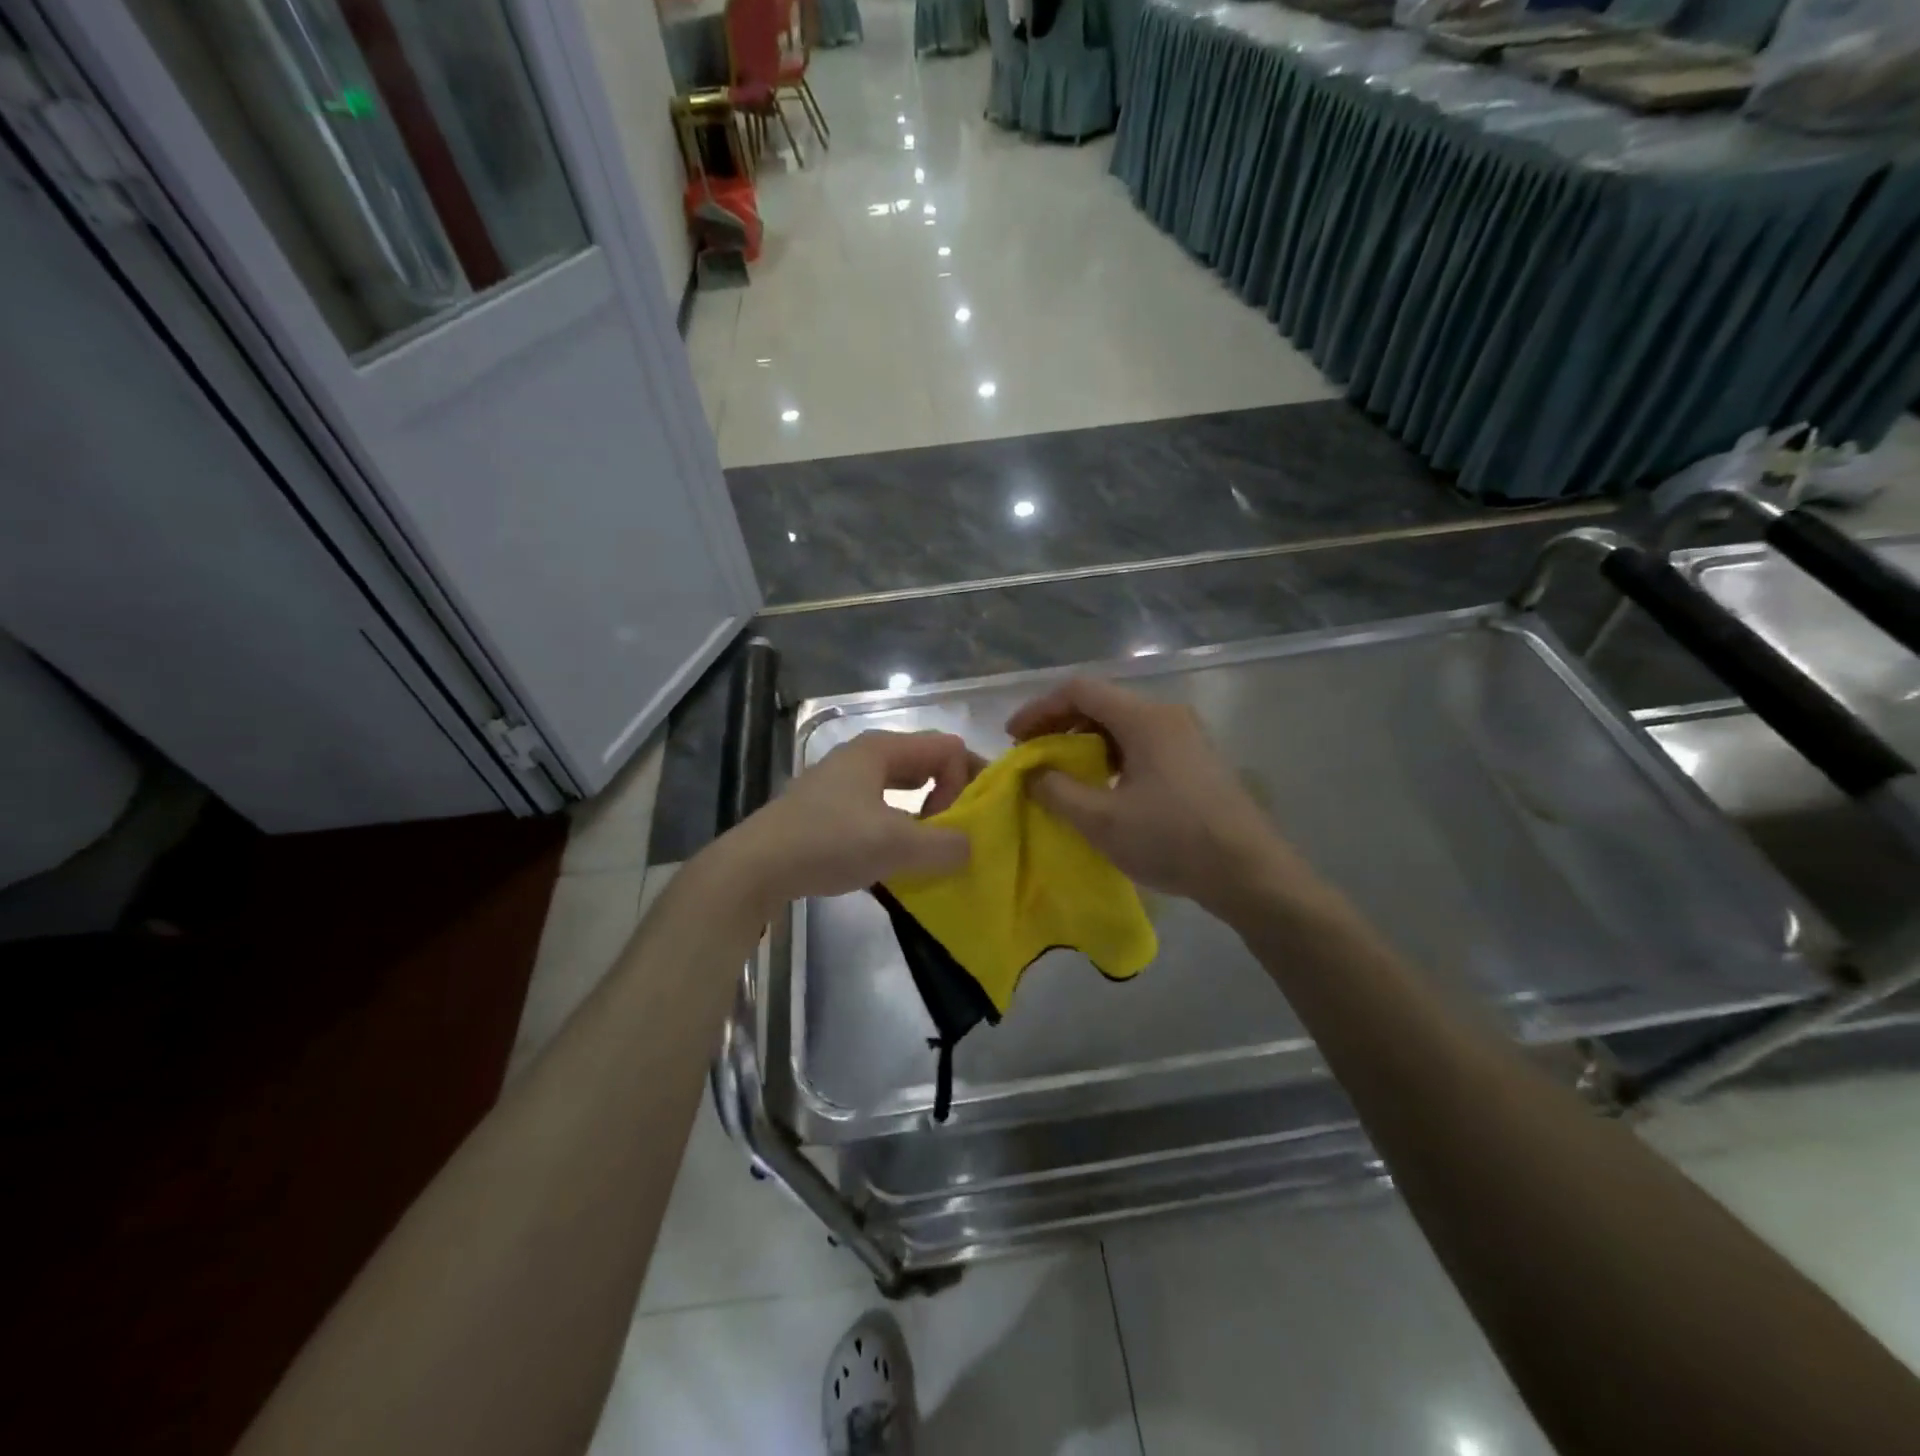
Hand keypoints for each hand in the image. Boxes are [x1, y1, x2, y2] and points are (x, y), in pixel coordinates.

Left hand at [721, 730, 975, 908]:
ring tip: (930, 847)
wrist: (757, 866)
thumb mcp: (896, 845)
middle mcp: (864, 755)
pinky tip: (895, 854)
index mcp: (882, 749)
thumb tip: (970, 846)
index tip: (963, 822)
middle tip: (955, 833)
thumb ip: (945, 845)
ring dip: (925, 812)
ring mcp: (844, 780)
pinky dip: (899, 822)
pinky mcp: (830, 806)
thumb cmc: (829, 843)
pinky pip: (881, 804)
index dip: (967, 779)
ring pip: (903, 785)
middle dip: (950, 794)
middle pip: (927, 762)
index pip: (948, 747)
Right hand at [1007, 677, 1308, 918]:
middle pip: (1101, 703)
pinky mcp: (1196, 760)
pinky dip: (1111, 754)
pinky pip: (1142, 743)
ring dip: (1085, 741)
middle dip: (1060, 725)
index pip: (1079, 691)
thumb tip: (1031, 773)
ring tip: (1060, 772)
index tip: (1014, 738)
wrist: (1250, 873)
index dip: (1039, 709)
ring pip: (1122, 724)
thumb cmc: (1172, 840)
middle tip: (1032, 756)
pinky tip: (1102, 785)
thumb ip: (1057, 791)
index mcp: (1145, 718)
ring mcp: (1187, 737)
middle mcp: (1167, 716)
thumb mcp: (1102, 820)